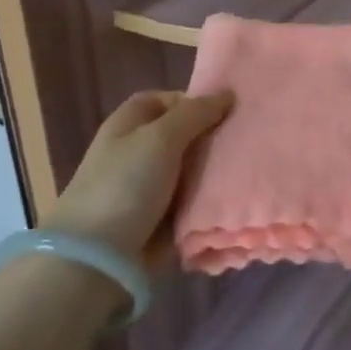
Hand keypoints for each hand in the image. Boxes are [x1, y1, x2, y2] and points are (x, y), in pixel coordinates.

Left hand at [44, 90, 232, 269]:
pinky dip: (209, 202)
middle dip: (211, 138)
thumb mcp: (161, 138)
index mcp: (129, 123)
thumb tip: (227, 94)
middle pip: (182, 136)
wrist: (99, 255)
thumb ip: (195, 113)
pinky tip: (236, 198)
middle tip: (246, 140)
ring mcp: (149, 187)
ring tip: (251, 168)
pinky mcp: (161, 219)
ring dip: (214, 172)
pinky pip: (192, 203)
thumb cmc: (126, 183)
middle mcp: (138, 151)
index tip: (226, 112)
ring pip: (191, 171)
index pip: (165, 100)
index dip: (194, 102)